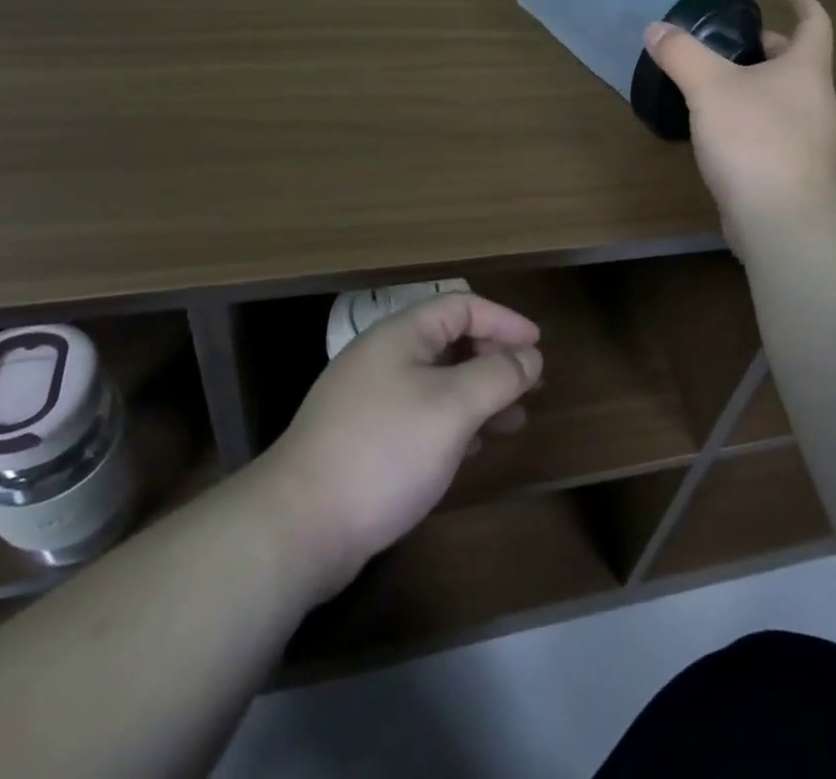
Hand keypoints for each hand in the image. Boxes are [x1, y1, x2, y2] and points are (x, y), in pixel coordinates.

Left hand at [255, 293, 542, 597]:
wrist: (298, 527)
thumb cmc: (384, 451)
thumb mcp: (452, 408)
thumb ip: (497, 376)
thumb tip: (530, 357)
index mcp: (400, 335)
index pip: (461, 306)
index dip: (504, 320)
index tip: (537, 346)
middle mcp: (384, 358)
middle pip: (450, 342)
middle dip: (495, 360)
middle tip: (531, 385)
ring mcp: (371, 399)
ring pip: (439, 381)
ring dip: (479, 395)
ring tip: (514, 420)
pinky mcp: (365, 439)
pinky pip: (422, 414)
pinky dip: (454, 422)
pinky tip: (473, 446)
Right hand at [643, 0, 835, 224]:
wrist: (781, 219)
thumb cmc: (753, 139)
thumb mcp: (709, 88)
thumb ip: (681, 54)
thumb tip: (656, 30)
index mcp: (805, 70)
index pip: (815, 24)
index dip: (804, 2)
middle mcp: (814, 100)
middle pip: (797, 62)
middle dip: (769, 47)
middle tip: (736, 40)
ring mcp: (808, 139)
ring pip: (783, 97)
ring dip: (757, 84)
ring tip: (718, 81)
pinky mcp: (792, 170)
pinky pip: (772, 130)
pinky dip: (750, 117)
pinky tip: (719, 128)